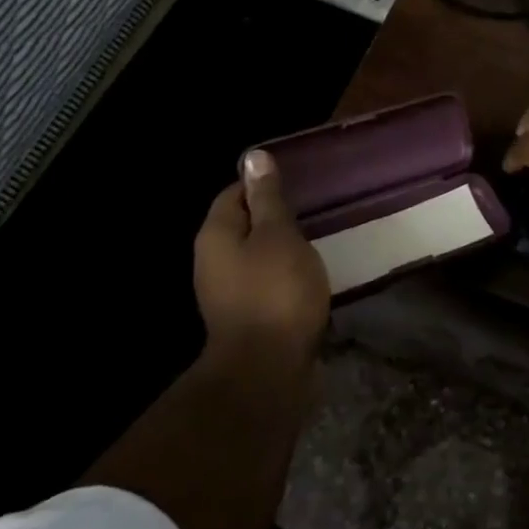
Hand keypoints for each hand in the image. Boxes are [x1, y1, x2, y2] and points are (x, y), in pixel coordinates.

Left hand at [194, 150, 330, 360]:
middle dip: (275, 218)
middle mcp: (212, 261)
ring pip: (255, 256)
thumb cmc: (276, 292)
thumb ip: (268, 198)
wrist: (267, 372)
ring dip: (282, 250)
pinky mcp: (245, 318)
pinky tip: (308, 279)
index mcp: (216, 234)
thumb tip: (253, 157)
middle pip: (243, 225)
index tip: (297, 186)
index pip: (234, 193)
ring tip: (316, 244)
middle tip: (312, 213)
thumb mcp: (278, 235)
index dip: (263, 185)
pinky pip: (264, 284)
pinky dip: (284, 277)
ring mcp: (226, 293)